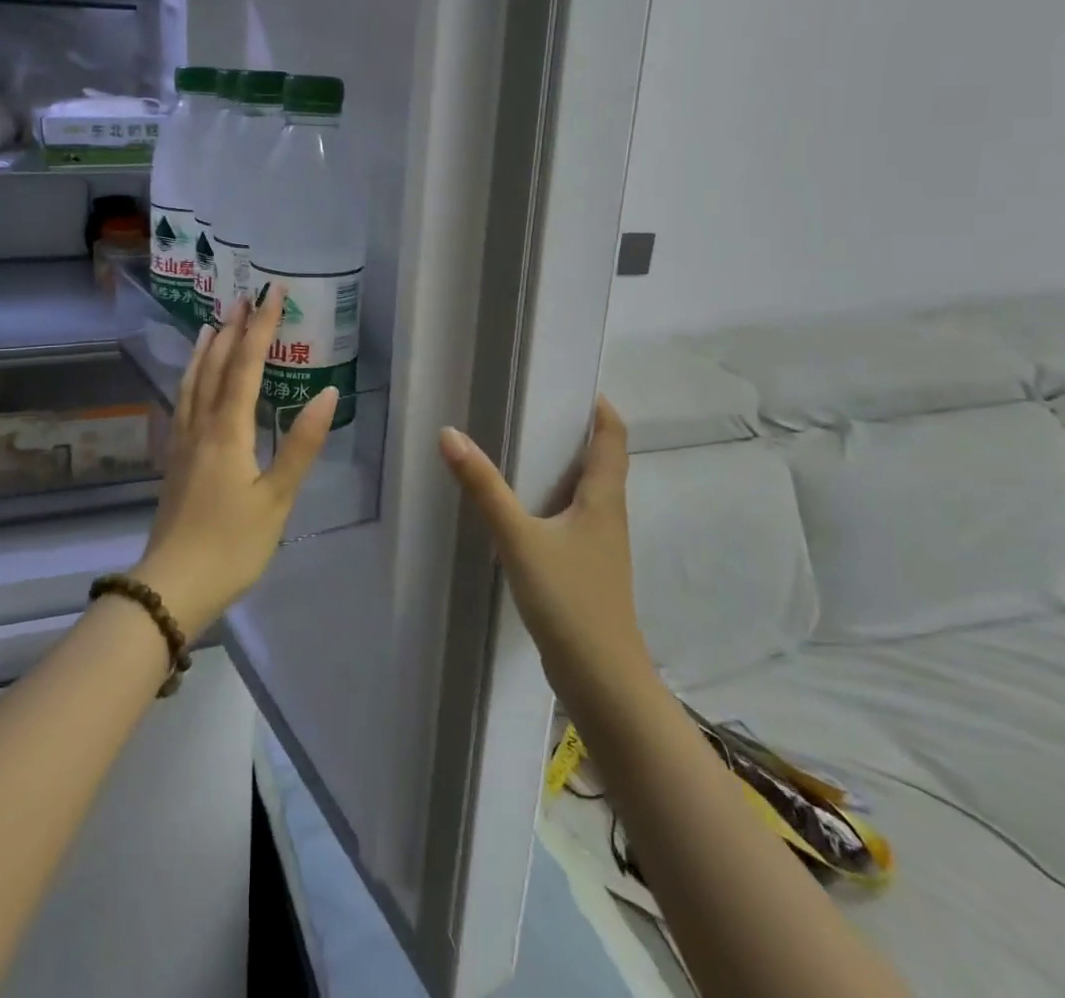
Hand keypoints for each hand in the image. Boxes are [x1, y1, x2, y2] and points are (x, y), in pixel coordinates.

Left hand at [133, 286, 338, 639]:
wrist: (172, 586)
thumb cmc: (232, 544)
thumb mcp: (277, 498)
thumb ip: (301, 444)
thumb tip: (326, 392)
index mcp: (228, 431)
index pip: (246, 365)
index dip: (261, 326)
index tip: (272, 292)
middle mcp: (201, 426)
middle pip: (215, 366)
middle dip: (233, 329)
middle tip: (244, 297)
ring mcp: (182, 442)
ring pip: (193, 382)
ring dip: (206, 350)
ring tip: (214, 325)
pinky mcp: (175, 460)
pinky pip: (183, 402)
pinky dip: (191, 379)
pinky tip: (192, 382)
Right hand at [439, 397, 656, 707]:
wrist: (602, 681)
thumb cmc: (569, 600)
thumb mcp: (519, 539)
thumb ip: (485, 488)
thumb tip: (450, 434)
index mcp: (604, 498)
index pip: (613, 436)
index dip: (599, 406)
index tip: (571, 382)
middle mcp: (609, 515)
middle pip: (601, 460)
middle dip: (573, 432)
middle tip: (531, 408)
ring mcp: (600, 546)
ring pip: (586, 492)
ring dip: (562, 467)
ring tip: (520, 448)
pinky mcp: (587, 570)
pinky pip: (572, 519)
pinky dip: (552, 501)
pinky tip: (522, 509)